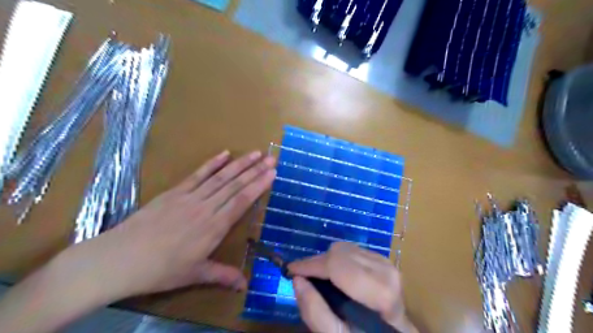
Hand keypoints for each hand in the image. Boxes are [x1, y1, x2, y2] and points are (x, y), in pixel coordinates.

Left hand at [58, 151, 274, 301]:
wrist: (119, 259)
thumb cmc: (161, 270)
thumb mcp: (194, 275)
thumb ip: (223, 276)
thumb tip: (245, 286)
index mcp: (214, 227)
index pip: (242, 201)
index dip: (259, 185)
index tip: (272, 173)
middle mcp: (206, 207)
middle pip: (235, 185)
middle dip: (255, 170)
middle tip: (271, 158)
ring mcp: (190, 197)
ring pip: (220, 177)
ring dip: (239, 164)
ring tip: (255, 153)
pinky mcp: (175, 192)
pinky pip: (197, 174)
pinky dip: (212, 163)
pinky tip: (224, 153)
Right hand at [287, 242, 415, 332]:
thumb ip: (315, 312)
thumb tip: (297, 280)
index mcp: (379, 291)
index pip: (338, 265)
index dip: (311, 265)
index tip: (290, 270)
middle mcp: (385, 270)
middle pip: (340, 252)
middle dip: (316, 263)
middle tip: (302, 276)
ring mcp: (386, 262)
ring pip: (344, 248)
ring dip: (326, 260)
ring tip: (317, 276)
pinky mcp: (382, 259)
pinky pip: (351, 250)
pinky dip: (337, 259)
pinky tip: (334, 274)